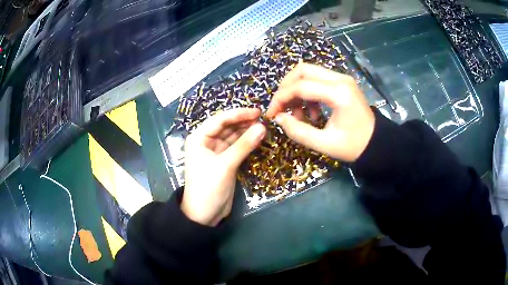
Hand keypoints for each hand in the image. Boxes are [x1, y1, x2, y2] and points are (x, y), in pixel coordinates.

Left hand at [181, 108, 265, 225]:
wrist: (204, 215)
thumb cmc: (208, 187)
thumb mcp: (225, 165)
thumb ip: (244, 145)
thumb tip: (262, 127)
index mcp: (199, 138)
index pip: (220, 119)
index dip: (238, 114)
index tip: (257, 112)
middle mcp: (206, 142)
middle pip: (227, 126)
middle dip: (243, 122)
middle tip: (264, 120)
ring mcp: (216, 152)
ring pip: (232, 137)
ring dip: (246, 132)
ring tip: (264, 128)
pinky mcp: (225, 161)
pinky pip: (236, 148)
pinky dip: (246, 144)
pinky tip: (258, 139)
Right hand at [266, 63, 374, 161]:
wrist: (376, 143)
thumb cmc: (354, 146)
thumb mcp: (325, 144)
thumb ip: (299, 131)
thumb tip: (279, 118)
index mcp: (338, 93)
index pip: (301, 86)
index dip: (281, 98)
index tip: (272, 114)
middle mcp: (340, 79)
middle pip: (302, 70)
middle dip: (286, 88)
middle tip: (281, 108)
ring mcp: (342, 78)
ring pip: (308, 73)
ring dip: (297, 91)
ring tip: (298, 116)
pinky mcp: (342, 83)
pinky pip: (317, 80)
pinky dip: (308, 93)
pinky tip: (311, 113)